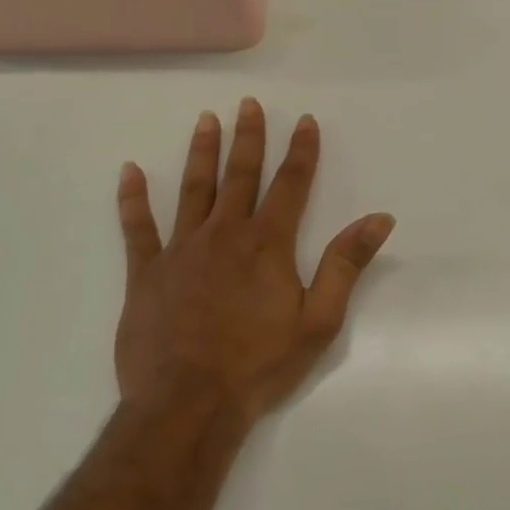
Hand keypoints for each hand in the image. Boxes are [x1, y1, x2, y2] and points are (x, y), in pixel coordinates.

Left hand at [115, 99, 394, 423]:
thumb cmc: (260, 364)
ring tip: (205, 120)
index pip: (291, 184)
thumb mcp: (319, 319)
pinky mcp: (145, 273)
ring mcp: (181, 250)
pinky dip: (132, 199)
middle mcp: (225, 234)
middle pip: (240, 175)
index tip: (305, 121)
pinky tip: (129, 172)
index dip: (301, 150)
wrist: (188, 405)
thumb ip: (346, 264)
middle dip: (248, 137)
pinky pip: (137, 228)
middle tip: (248, 104)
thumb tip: (379, 218)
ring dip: (201, 153)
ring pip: (193, 189)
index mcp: (268, 244)